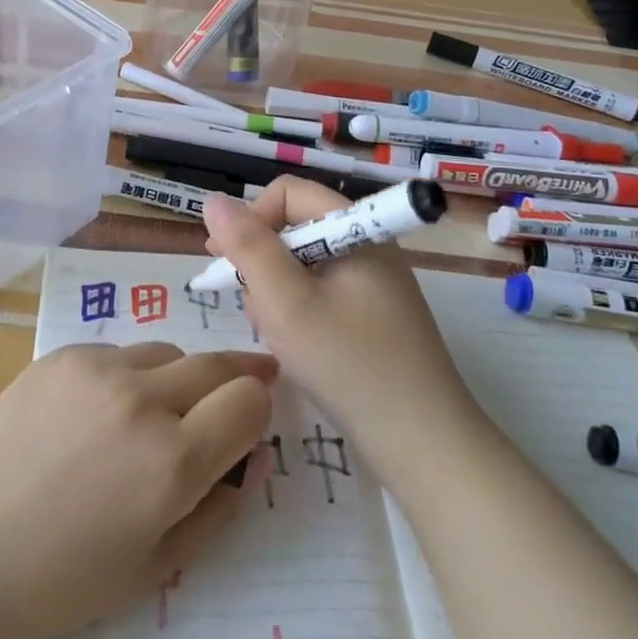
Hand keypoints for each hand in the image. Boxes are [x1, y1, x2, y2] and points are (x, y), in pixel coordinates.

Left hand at [0, 341, 275, 638]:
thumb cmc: (57, 582)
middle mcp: (143, 399)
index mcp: (172, 461)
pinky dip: (127, 375)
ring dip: (178, 378)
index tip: (254, 419)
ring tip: (153, 414)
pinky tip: (96, 413)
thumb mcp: (153, 570)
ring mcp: (98, 367)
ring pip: (167, 352)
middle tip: (239, 390)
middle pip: (216, 364)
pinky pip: (118, 352)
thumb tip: (252, 459)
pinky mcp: (62, 353)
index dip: (259, 409)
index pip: (249, 401)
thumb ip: (216, 511)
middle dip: (237, 377)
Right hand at [202, 178, 481, 471]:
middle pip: (295, 228)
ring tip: (275, 335)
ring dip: (278, 293)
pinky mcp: (375, 318)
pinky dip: (300, 313)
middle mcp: (368, 246)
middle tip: (252, 307)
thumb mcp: (286, 302)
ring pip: (304, 266)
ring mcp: (375, 284)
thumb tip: (213, 200)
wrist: (424, 446)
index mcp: (356, 229)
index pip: (288, 193)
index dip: (252, 219)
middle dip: (262, 263)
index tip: (227, 262)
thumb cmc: (348, 365)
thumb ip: (248, 247)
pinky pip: (323, 295)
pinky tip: (296, 349)